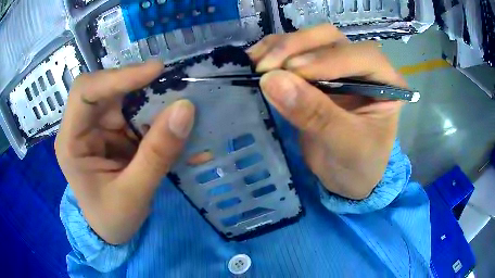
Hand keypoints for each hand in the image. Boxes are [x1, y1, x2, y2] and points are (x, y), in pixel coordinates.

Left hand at [55, 61, 194, 244]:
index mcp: (71, 142)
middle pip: (105, 88)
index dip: (117, 77)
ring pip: (122, 96)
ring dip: (149, 98)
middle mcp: (81, 127)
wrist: (111, 231)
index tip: (155, 71)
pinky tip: (169, 122)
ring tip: (175, 104)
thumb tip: (184, 109)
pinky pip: (134, 111)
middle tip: (171, 84)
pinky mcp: (113, 132)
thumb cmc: (113, 218)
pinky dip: (154, 113)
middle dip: (137, 84)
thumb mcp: (134, 194)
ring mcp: (97, 127)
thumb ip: (157, 155)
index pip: (85, 93)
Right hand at [247, 24, 406, 199]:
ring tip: (256, 62)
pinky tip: (256, 59)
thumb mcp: (345, 145)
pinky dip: (274, 52)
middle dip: (297, 47)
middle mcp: (363, 66)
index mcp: (386, 82)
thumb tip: (272, 80)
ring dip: (280, 46)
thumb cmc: (359, 165)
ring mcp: (338, 66)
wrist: (347, 178)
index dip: (326, 59)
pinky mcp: (315, 73)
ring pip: (310, 41)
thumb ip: (316, 114)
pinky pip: (294, 53)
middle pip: (331, 39)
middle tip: (268, 66)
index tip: (292, 72)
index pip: (360, 56)